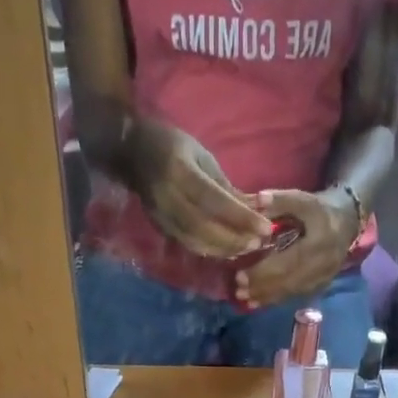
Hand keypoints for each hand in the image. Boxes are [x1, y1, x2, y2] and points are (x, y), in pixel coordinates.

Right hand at [128, 121, 272, 258]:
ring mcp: (161, 216)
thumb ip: (226, 186)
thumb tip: (256, 208)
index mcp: (180, 172)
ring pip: (196, 242)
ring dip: (224, 249)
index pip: (215, 201)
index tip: (266, 227)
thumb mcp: (202, 157)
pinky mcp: (160, 227)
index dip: (241, 218)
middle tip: (258, 243)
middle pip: (205, 228)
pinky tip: (227, 250)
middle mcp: (169, 198)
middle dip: (234, 239)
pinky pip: (188, 244)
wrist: (132, 152)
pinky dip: (210, 250)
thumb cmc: (174, 146)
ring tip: (246, 249)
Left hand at [234, 188, 360, 308]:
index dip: (263, 271)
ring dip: (266, 297)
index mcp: (320, 241)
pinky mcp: (320, 286)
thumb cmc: (319, 209)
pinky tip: (257, 302)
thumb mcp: (303, 199)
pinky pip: (295, 295)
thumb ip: (280, 201)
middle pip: (288, 280)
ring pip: (291, 291)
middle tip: (238, 290)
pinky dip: (275, 299)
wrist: (346, 222)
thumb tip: (257, 200)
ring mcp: (323, 278)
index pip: (288, 261)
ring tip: (243, 298)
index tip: (239, 275)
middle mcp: (323, 264)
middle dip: (261, 287)